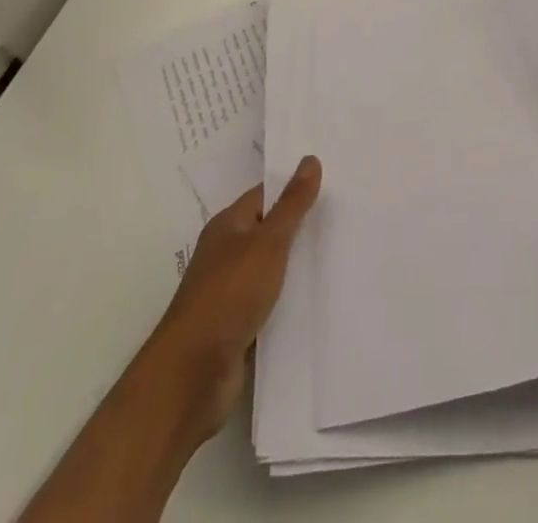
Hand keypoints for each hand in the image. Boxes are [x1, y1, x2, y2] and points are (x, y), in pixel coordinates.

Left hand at [140, 155, 321, 441]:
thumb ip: (292, 204)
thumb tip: (310, 159)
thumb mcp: (268, 243)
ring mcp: (231, 293)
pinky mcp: (238, 328)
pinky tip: (318, 300)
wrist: (191, 376)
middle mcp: (226, 254)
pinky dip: (290, 301)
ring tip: (341, 256)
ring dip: (298, 267)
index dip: (295, 188)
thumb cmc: (229, 295)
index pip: (266, 195)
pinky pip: (270, 305)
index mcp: (228, 226)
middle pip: (269, 232)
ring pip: (272, 270)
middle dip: (302, 227)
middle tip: (345, 216)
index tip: (332, 185)